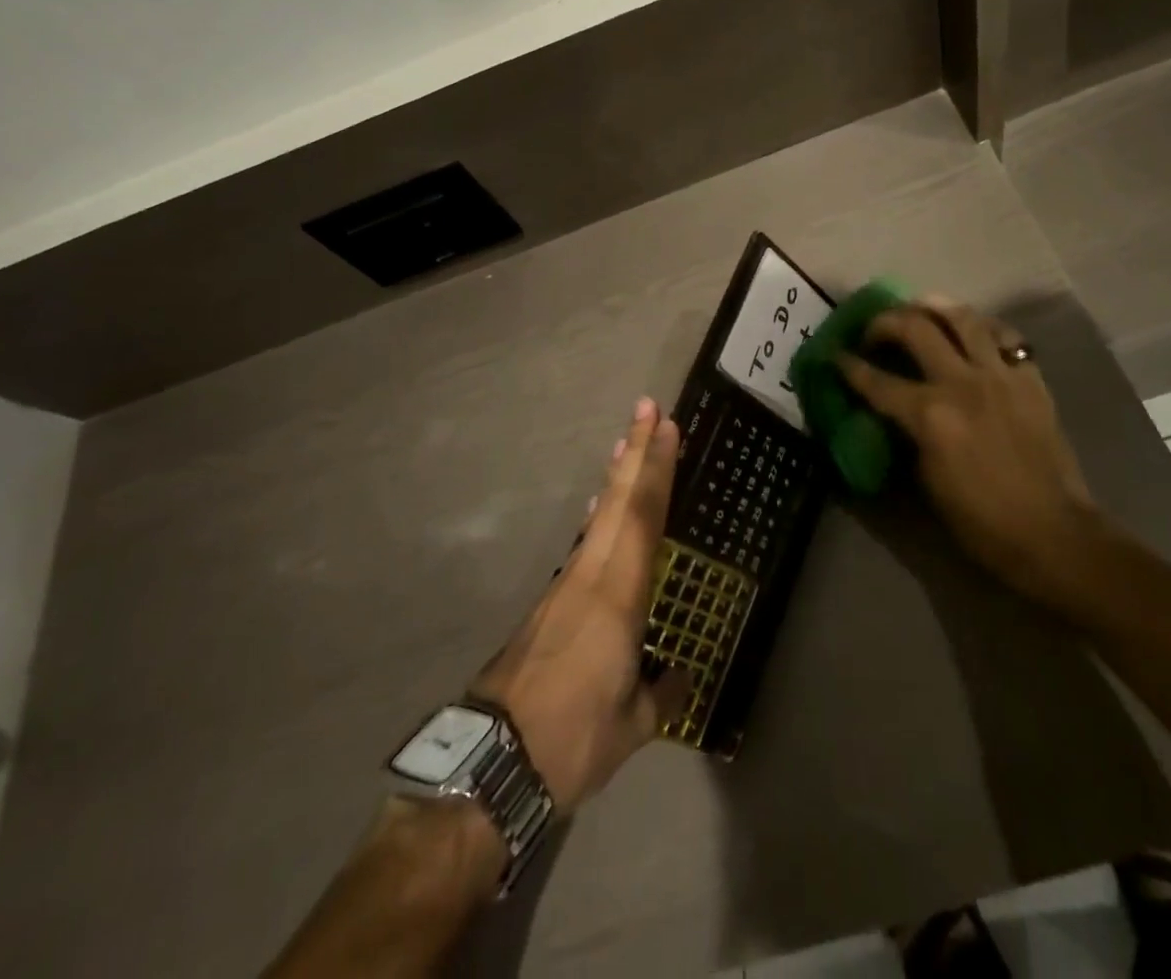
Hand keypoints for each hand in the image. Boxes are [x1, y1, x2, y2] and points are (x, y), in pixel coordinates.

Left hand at [469, 398, 688, 814]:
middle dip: (635, 451)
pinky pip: (584, 544)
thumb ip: (662, 694)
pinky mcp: (549, 605)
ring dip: (616, 477)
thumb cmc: (572, 739)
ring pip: (598, 518)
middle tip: (646, 408)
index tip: (666, 426)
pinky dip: (600, 515)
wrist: (490, 763)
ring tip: (626, 445)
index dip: (657, 468)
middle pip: (618, 501)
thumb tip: (680, 678)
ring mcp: (565, 588)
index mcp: (617, 596)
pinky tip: (602, 510)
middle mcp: (590, 577)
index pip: (643, 516)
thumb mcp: (631, 725)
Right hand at [835, 298, 1105, 613]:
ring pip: (963, 318)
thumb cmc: (981, 521)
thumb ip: (907, 436)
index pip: (876, 381)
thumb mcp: (927, 481)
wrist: (1053, 533)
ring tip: (919, 309)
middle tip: (874, 330)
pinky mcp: (1030, 378)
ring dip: (934, 307)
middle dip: (885, 322)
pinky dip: (982, 328)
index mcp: (930, 415)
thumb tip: (896, 414)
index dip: (849, 367)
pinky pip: (1004, 336)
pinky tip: (972, 332)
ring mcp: (1000, 375)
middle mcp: (961, 383)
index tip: (835, 356)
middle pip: (915, 328)